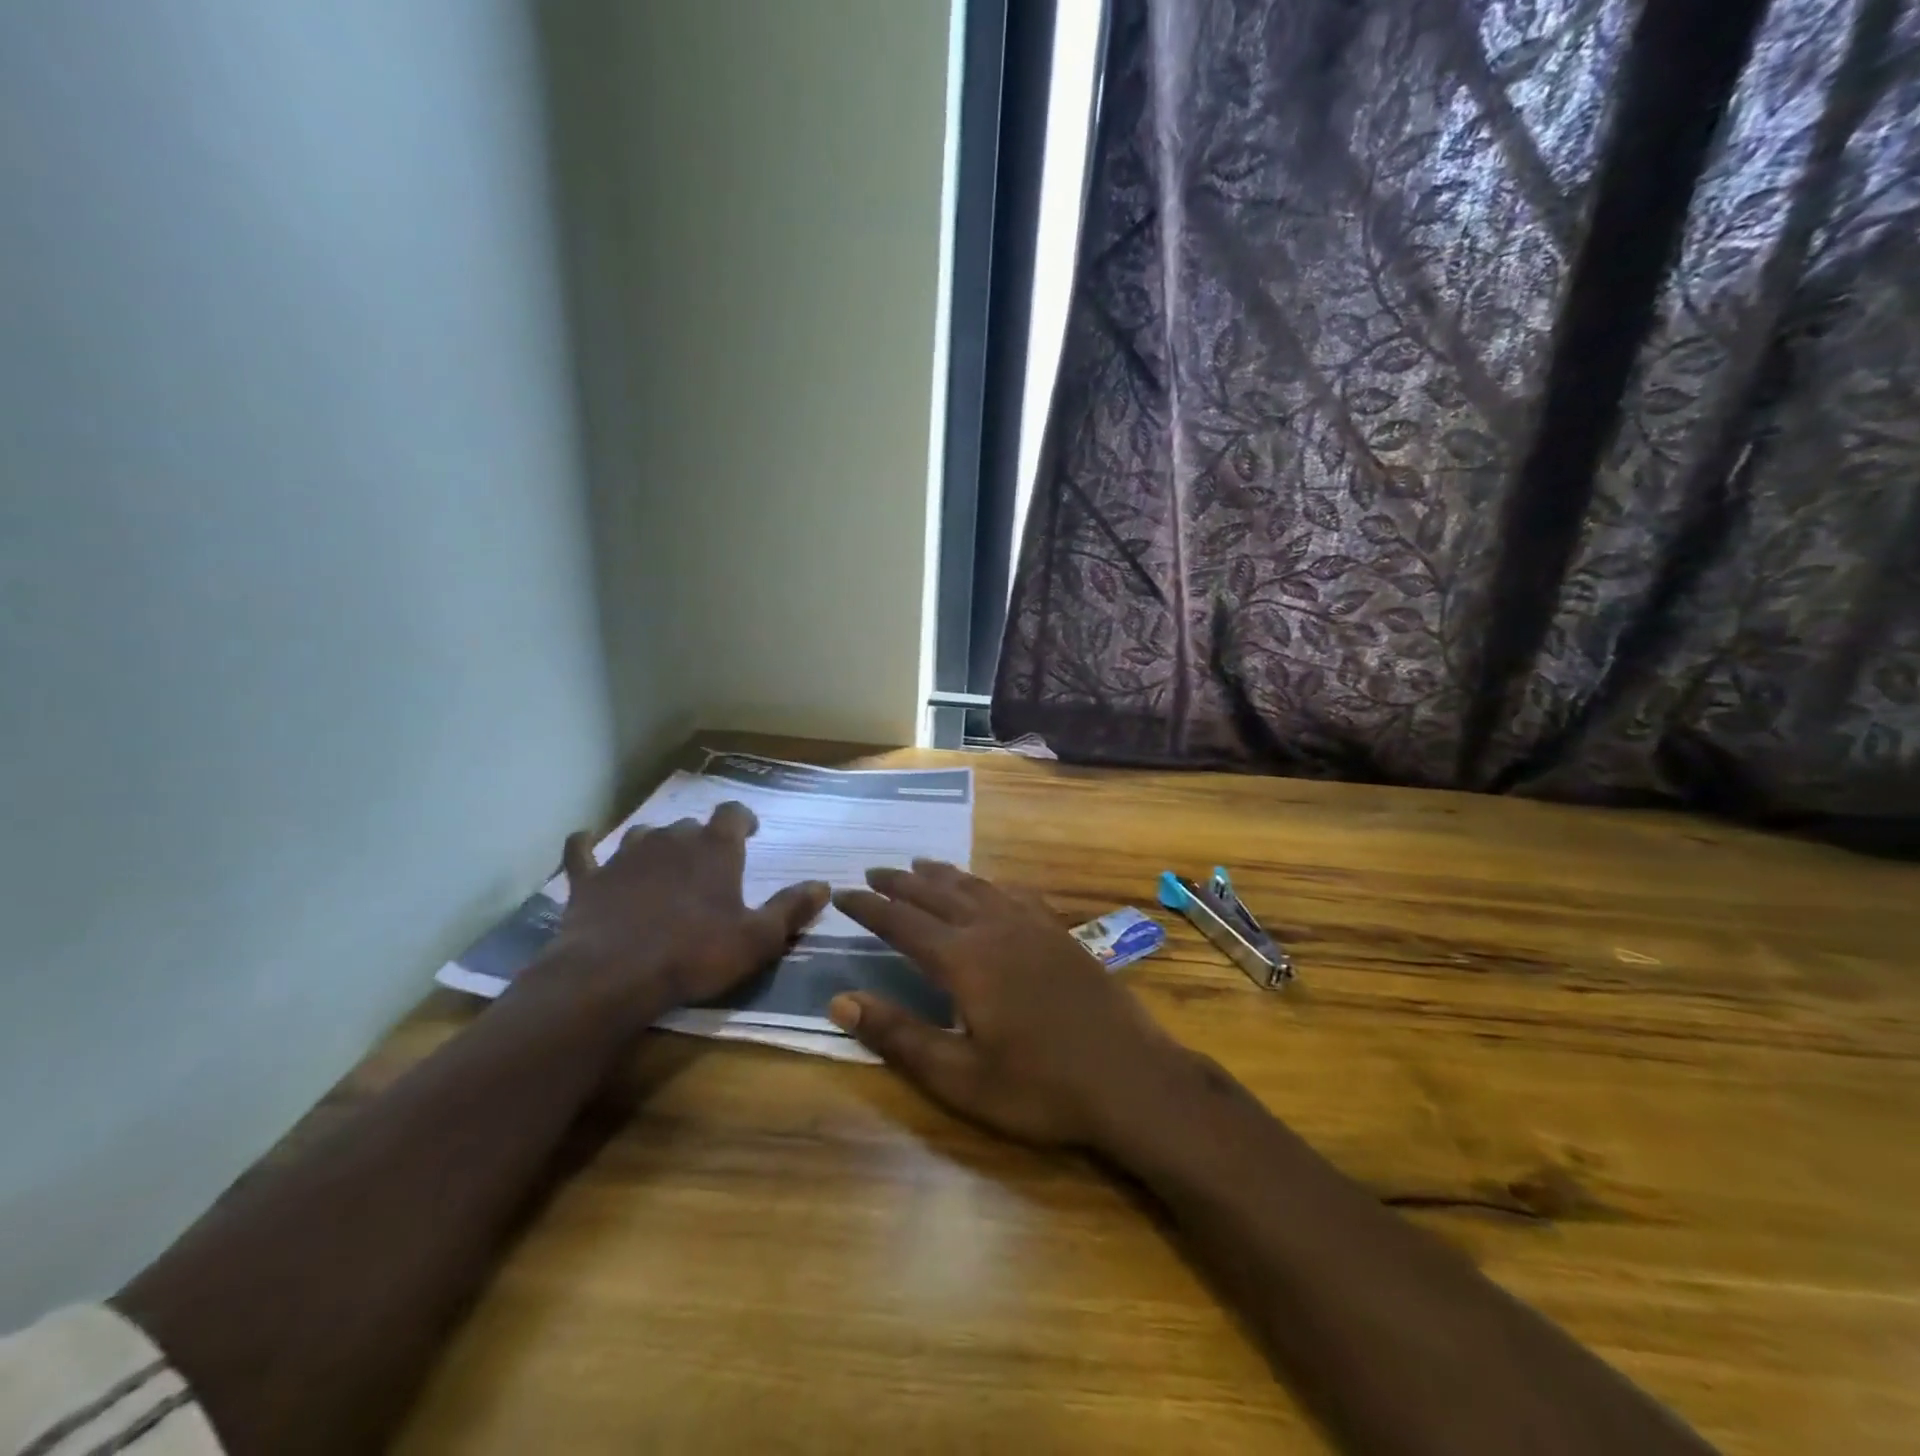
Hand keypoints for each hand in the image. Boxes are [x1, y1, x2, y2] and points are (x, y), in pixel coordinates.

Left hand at [533, 802, 828, 1023]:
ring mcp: (624, 856)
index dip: (743, 817)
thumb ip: (791, 908)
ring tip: (661, 861)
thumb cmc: (695, 954)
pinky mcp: (588, 880)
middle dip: (701, 838)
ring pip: (643, 834)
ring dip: (655, 843)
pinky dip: (585, 847)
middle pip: (690, 824)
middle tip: (708, 863)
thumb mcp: (758, 939)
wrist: (611, 977)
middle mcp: (671, 840)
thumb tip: (823, 885)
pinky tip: (584, 844)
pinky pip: (582, 852)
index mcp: (715, 849)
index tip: (749, 830)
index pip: (733, 813)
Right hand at [829, 861, 1187, 1147]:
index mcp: (965, 960)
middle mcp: (995, 929)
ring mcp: (1033, 927)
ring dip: (944, 876)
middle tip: (873, 871)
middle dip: (901, 883)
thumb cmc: (1040, 1087)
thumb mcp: (960, 1077)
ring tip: (921, 866)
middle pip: (938, 894)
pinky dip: (991, 885)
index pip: (903, 923)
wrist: (1131, 1078)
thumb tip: (840, 1000)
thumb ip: (899, 1036)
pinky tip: (992, 887)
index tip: (842, 893)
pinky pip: (1016, 894)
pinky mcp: (1061, 934)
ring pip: (978, 887)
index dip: (869, 908)